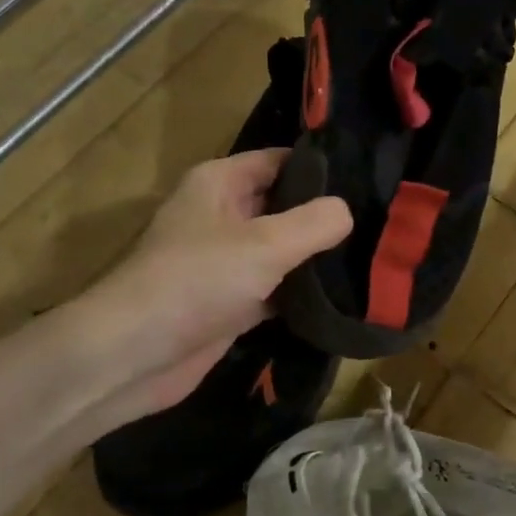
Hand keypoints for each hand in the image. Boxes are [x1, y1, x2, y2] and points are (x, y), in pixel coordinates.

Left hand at [57, 150, 350, 431]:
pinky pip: (276, 288)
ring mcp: (226, 261)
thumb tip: (347, 211)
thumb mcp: (265, 244)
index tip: (369, 179)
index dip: (323, 168)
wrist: (135, 355)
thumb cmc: (196, 282)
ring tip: (373, 255)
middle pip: (285, 205)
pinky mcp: (231, 302)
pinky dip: (302, 292)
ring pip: (283, 249)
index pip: (281, 161)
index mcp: (220, 183)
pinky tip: (343, 295)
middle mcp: (222, 215)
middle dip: (326, 214)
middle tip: (381, 222)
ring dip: (317, 256)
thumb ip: (314, 223)